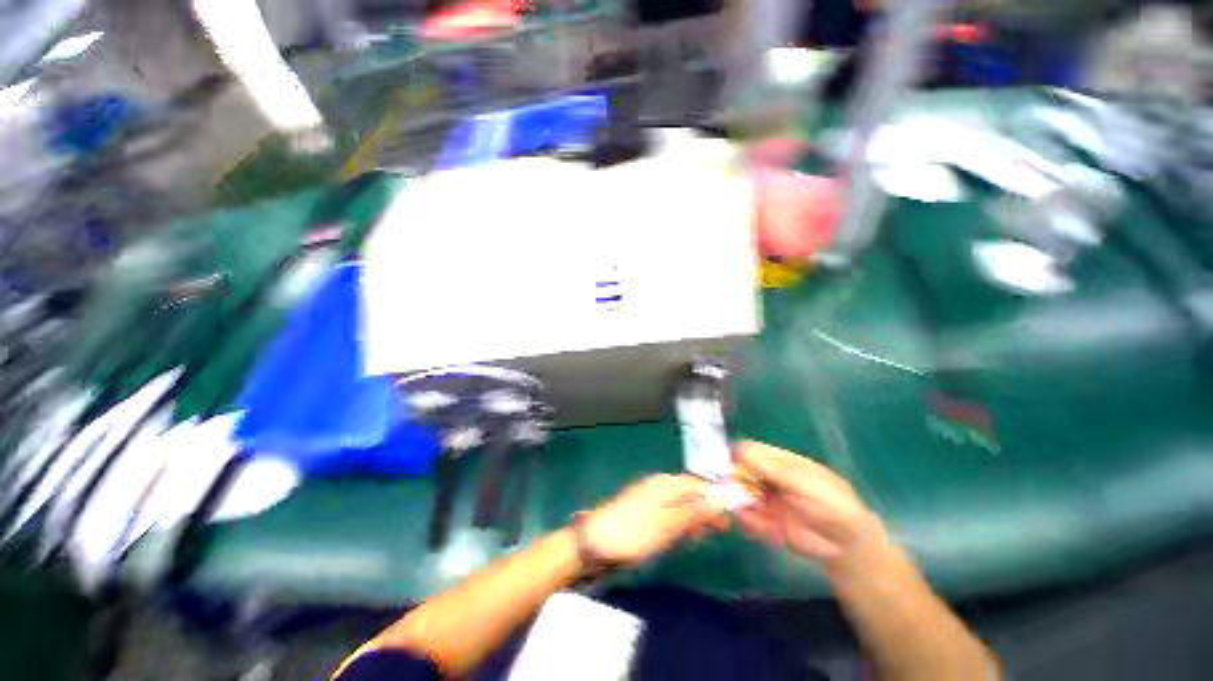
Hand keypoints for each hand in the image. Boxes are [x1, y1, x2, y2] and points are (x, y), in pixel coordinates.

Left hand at [583, 474, 726, 565]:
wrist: (595, 542)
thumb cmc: (634, 533)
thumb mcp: (668, 524)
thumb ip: (694, 512)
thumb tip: (720, 500)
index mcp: (666, 483)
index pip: (698, 484)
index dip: (715, 499)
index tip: (728, 520)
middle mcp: (659, 484)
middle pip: (689, 491)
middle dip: (705, 508)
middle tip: (717, 531)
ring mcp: (649, 495)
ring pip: (680, 502)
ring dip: (693, 516)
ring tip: (702, 536)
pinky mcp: (642, 509)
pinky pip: (668, 510)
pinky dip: (679, 521)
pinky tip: (681, 534)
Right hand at [733, 440, 892, 580]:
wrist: (848, 547)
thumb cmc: (832, 504)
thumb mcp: (803, 482)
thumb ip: (772, 468)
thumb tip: (738, 449)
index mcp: (780, 463)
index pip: (751, 451)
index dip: (737, 454)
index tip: (724, 462)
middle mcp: (769, 479)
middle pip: (741, 472)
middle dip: (731, 478)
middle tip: (723, 485)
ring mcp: (766, 502)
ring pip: (741, 495)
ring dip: (735, 500)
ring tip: (734, 505)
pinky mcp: (766, 524)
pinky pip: (748, 519)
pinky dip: (745, 520)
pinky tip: (747, 521)